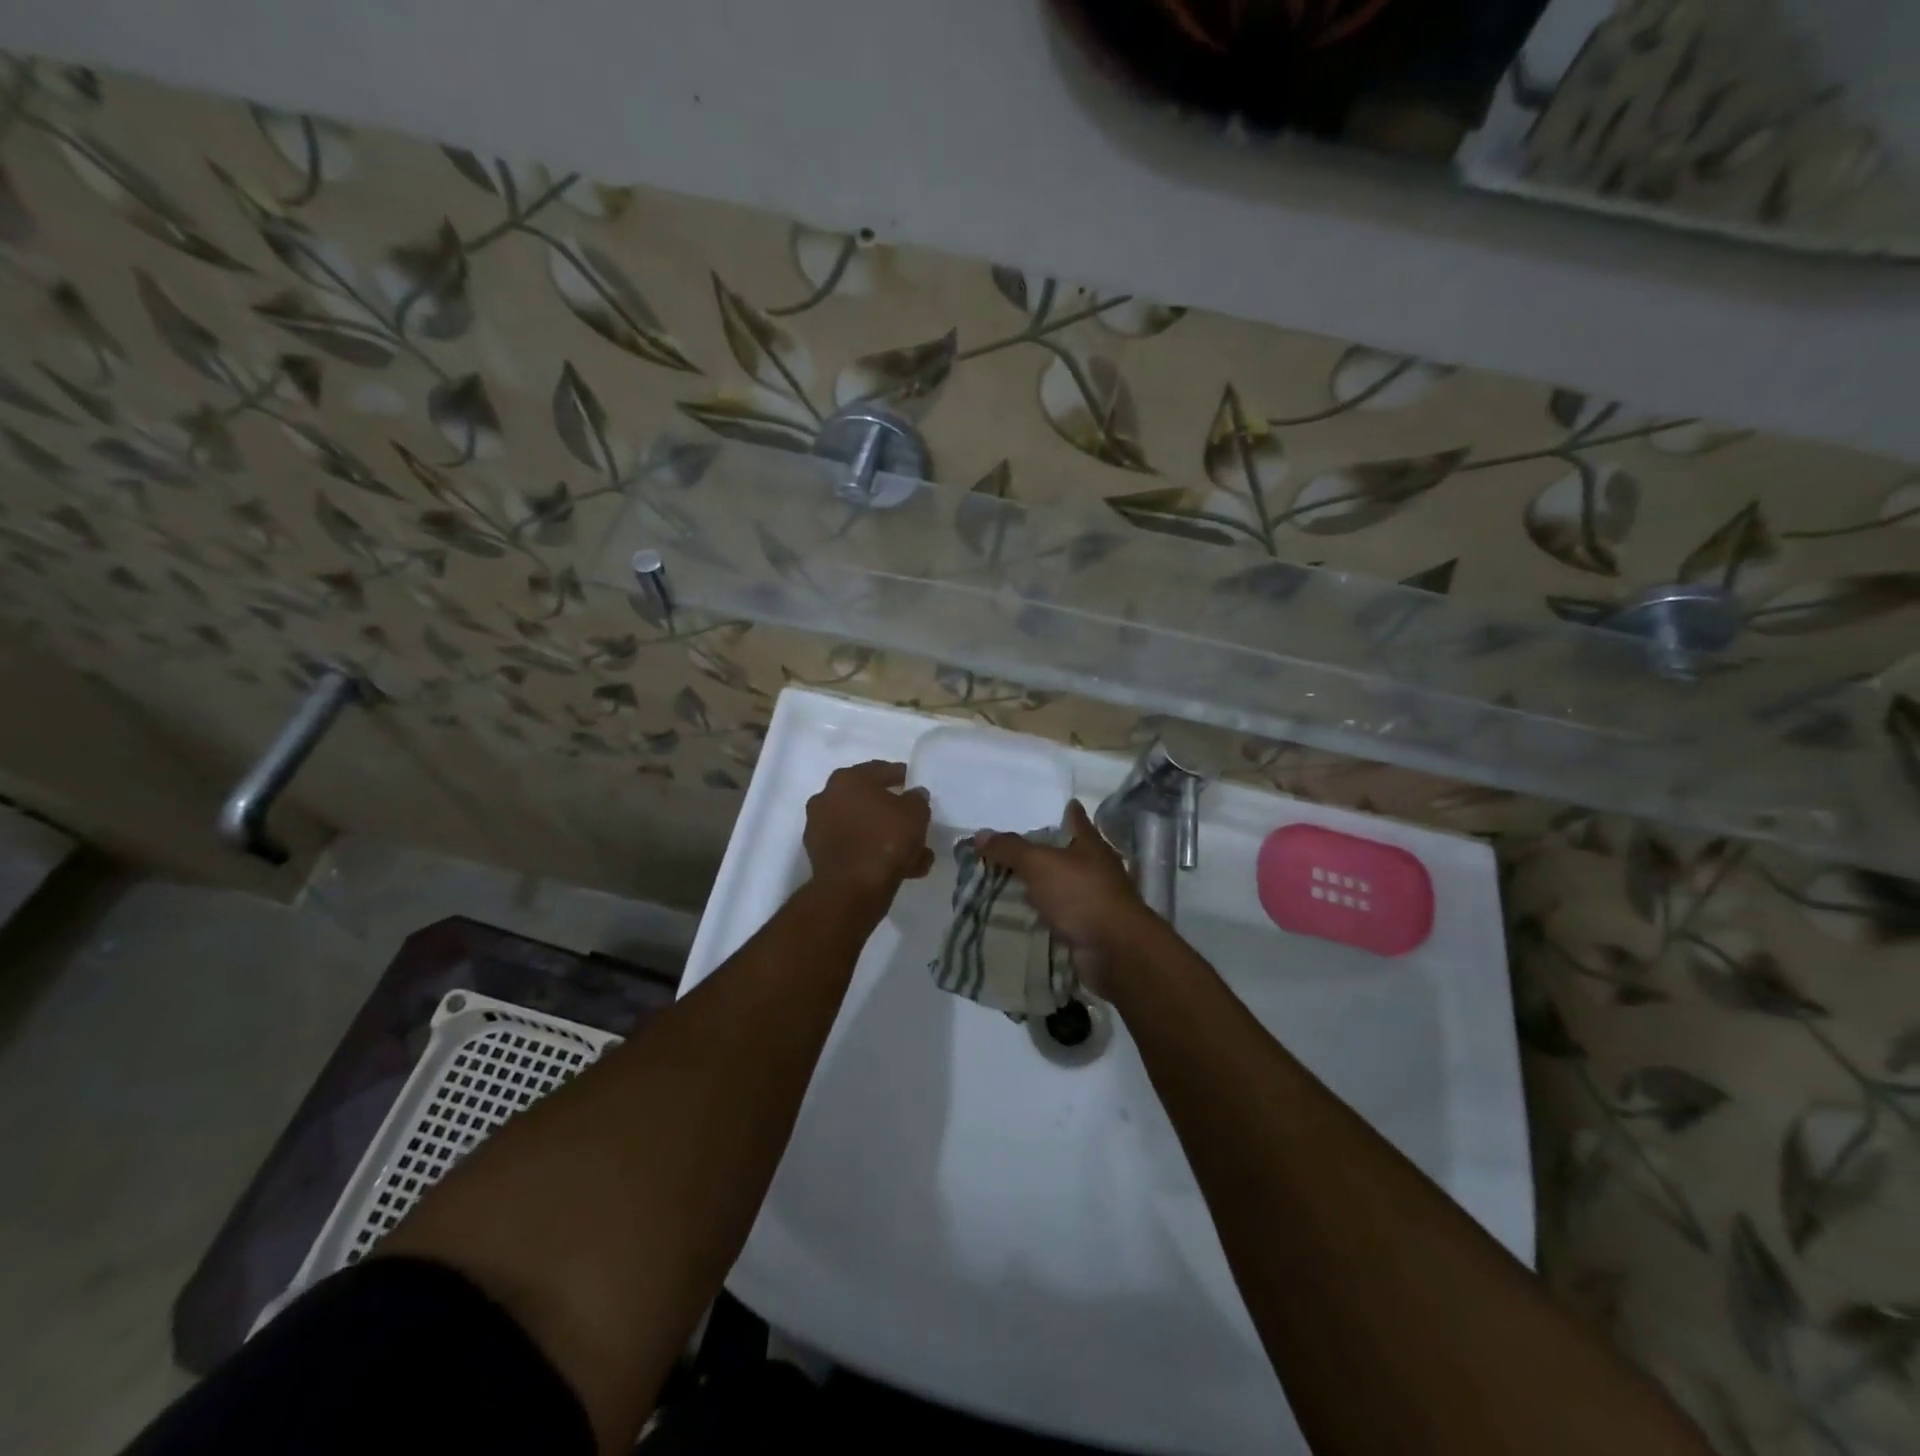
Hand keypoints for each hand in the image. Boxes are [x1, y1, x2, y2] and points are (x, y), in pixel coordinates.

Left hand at [804, 760, 933, 902]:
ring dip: (885, 835)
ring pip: (863, 827)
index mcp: (848, 779)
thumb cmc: (885, 840)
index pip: (881, 770)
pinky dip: (873, 853)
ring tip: (914, 852)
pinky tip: (900, 868)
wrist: (851, 889)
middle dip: (891, 810)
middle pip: (868, 800)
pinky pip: (855, 847)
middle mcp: (827, 798)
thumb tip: (914, 794)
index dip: (901, 776)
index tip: (914, 783)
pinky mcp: (820, 855)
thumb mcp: (915, 814)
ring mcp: (820, 827)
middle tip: (912, 818)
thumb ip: (917, 799)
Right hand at [975, 800, 1153, 996]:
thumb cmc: (1081, 894)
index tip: (1062, 804)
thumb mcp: (1039, 864)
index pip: (1077, 820)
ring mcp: (1095, 901)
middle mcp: (1097, 869)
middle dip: (1047, 852)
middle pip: (1069, 854)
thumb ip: (1010, 849)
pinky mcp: (1089, 929)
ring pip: (1064, 887)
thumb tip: (979, 835)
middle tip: (1016, 850)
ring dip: (1044, 887)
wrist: (1114, 950)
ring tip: (1012, 884)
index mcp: (1091, 845)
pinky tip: (1025, 917)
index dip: (1068, 812)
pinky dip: (1045, 916)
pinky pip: (1061, 917)